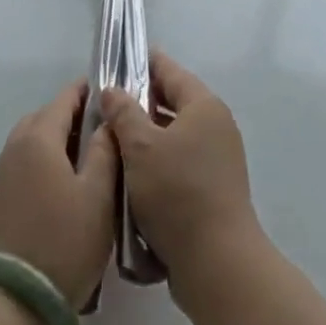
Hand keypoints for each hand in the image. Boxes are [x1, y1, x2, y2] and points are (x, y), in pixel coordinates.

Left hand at [0, 81, 116, 307]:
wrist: (10, 303)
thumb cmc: (62, 244)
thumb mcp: (98, 197)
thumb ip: (105, 152)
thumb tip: (107, 124)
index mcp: (39, 137)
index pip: (65, 98)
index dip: (88, 91)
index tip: (112, 95)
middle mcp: (15, 147)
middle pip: (46, 117)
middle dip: (74, 117)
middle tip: (103, 132)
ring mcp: (2, 174)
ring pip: (33, 141)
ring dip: (57, 142)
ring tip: (87, 161)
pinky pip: (24, 164)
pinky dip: (44, 163)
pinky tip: (63, 187)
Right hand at [100, 53, 260, 284]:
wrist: (217, 263)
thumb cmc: (177, 193)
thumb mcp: (141, 148)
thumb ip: (123, 113)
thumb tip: (113, 90)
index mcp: (204, 106)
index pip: (171, 71)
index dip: (144, 63)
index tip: (118, 60)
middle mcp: (216, 126)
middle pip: (173, 104)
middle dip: (141, 104)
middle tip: (107, 106)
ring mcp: (218, 160)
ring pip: (174, 137)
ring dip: (147, 138)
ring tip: (113, 143)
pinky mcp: (214, 190)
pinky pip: (180, 164)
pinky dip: (159, 164)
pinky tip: (133, 178)